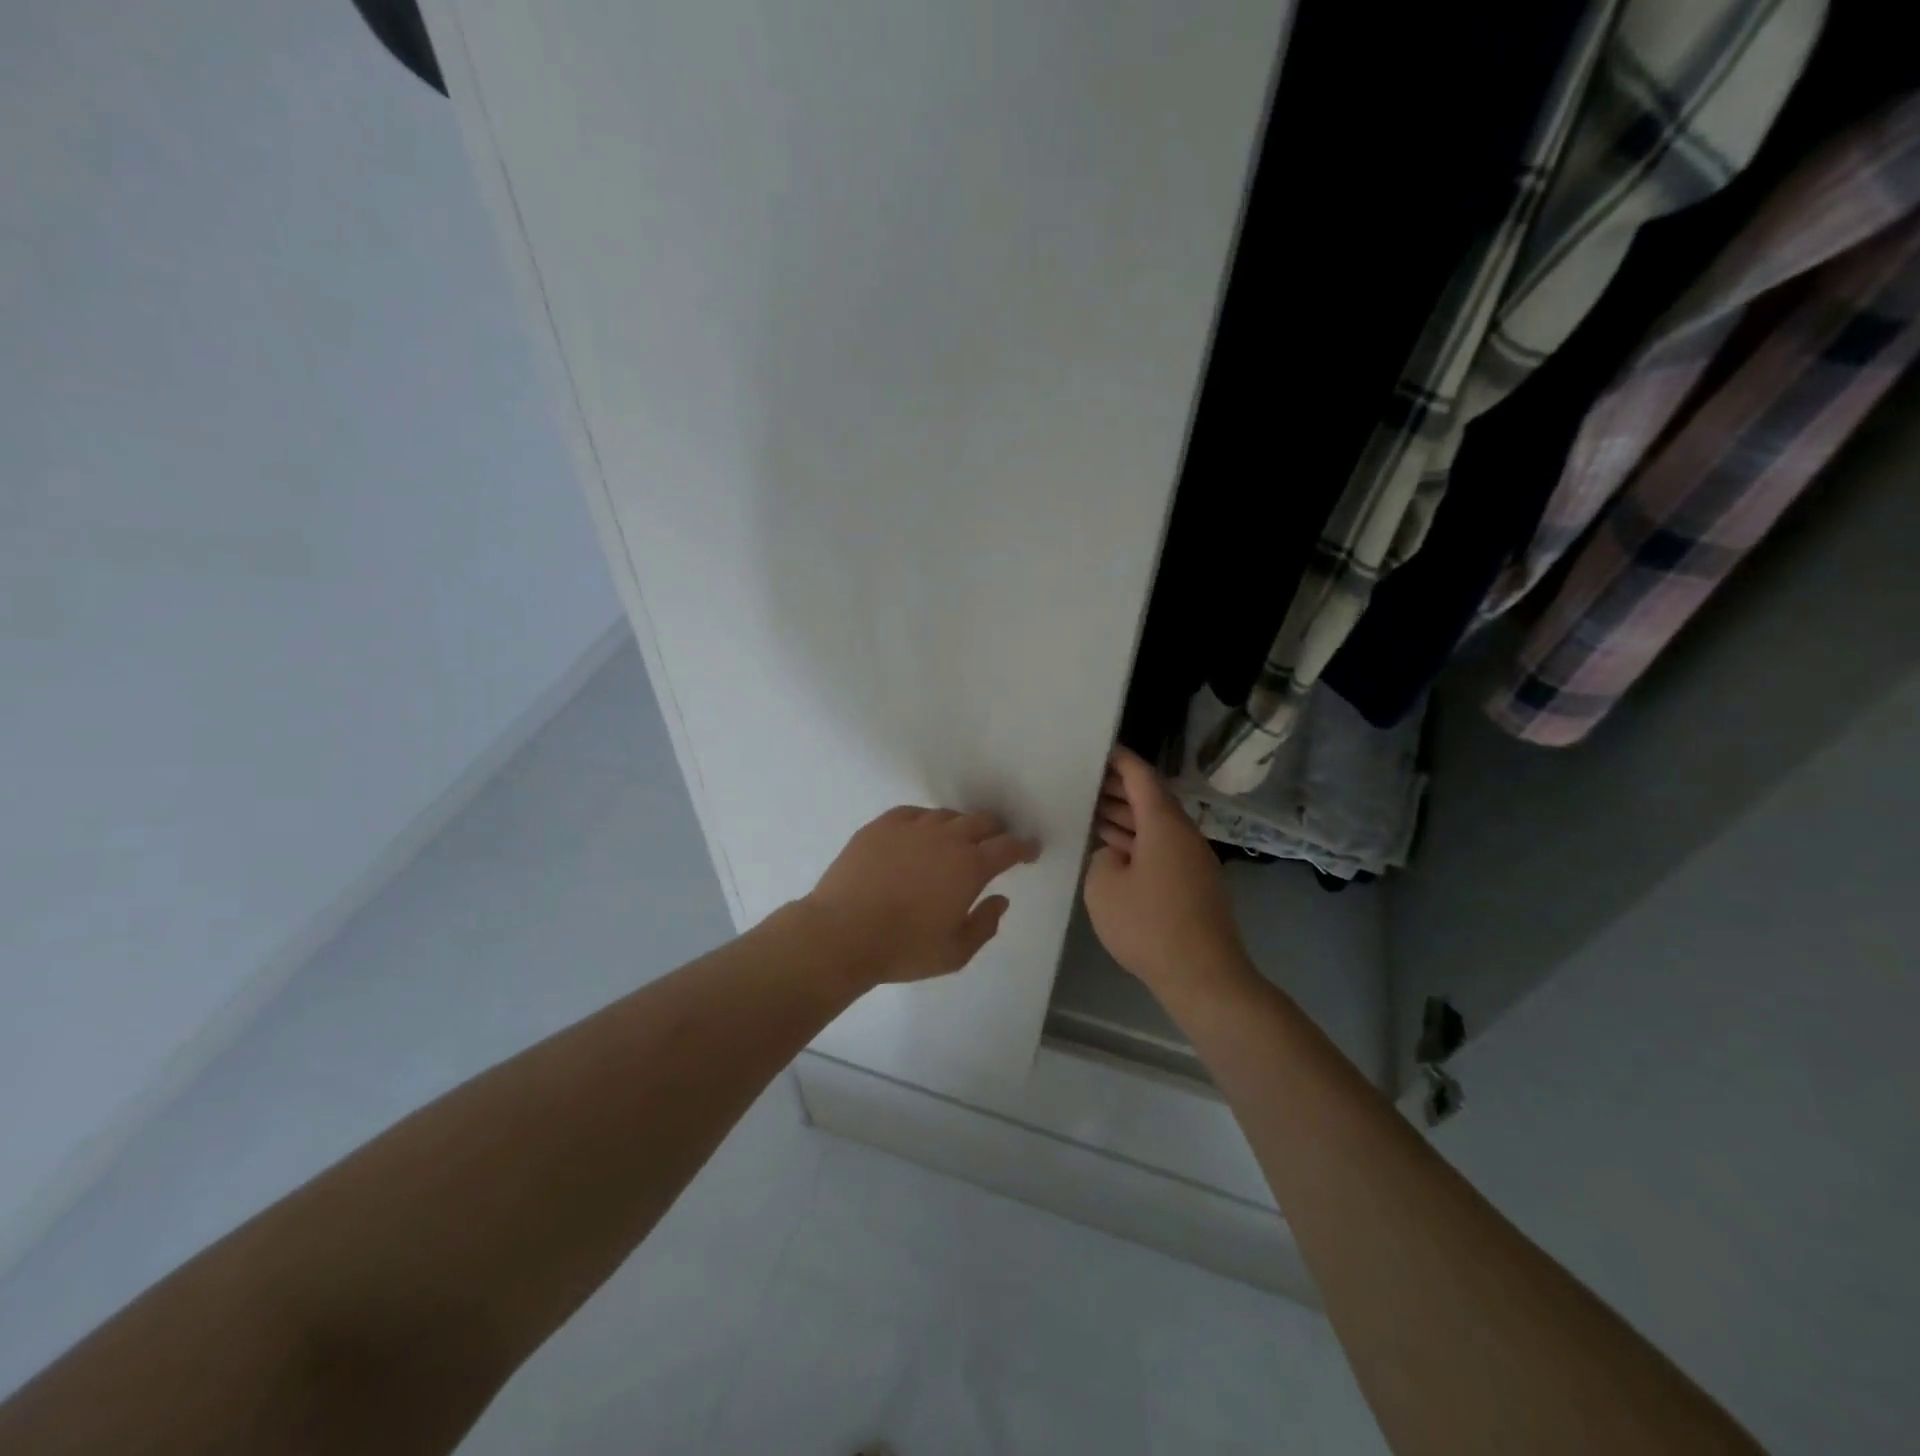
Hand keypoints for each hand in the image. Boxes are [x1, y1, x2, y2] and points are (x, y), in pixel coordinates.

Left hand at [805, 807, 1040, 986]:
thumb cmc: (904, 948)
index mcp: (970, 867)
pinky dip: (926, 822)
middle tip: (996, 843)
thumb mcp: (955, 953)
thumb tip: (1000, 899)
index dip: (1024, 847)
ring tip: (956, 841)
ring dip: (960, 826)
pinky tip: (920, 834)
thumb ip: (985, 925)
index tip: (1030, 850)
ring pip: (947, 815)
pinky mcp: (882, 825)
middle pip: (981, 821)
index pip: (1008, 847)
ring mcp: (912, 827)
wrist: (842, 932)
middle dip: (995, 831)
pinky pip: (913, 813)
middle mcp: (946, 838)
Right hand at [1084, 747, 1250, 1000]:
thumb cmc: (1149, 925)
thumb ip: (1103, 859)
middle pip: (1152, 800)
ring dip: (1128, 818)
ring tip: (1093, 812)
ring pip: (1157, 827)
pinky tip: (1115, 852)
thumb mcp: (1103, 887)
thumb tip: (1117, 855)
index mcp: (1164, 825)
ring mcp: (1193, 861)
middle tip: (1086, 782)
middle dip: (1120, 789)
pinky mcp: (1195, 886)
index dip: (1121, 760)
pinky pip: (1163, 850)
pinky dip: (1138, 842)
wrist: (1204, 976)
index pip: (1142, 777)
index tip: (1101, 748)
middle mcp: (1184, 835)